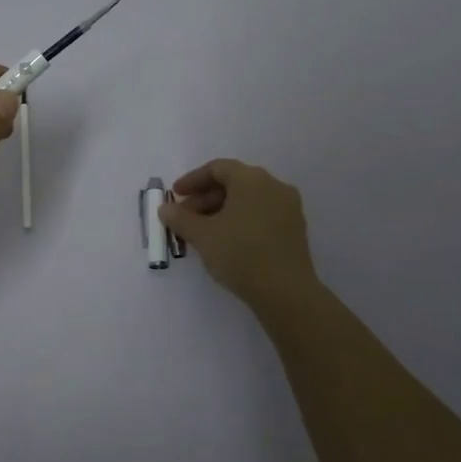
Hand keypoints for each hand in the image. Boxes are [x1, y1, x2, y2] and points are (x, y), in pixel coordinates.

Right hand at [159, 158, 319, 308]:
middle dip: (205, 198)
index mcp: (251, 179)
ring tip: (202, 232)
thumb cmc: (240, 254)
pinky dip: (241, 220)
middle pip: (233, 183)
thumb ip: (180, 218)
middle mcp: (273, 185)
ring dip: (221, 210)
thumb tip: (165, 209)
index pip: (217, 168)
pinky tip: (226, 241)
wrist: (286, 292)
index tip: (175, 196)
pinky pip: (262, 214)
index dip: (192, 180)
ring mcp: (288, 207)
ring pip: (248, 200)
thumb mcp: (202, 235)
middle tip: (185, 218)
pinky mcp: (295, 229)